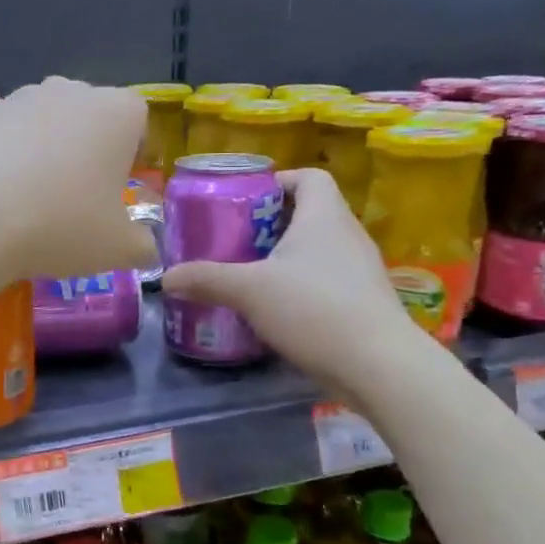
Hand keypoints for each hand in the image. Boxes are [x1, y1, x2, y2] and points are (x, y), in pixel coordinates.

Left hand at [0, 78, 156, 280]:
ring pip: (41, 110)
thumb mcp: (119, 249)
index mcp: (116, 113)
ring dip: (42, 136)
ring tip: (29, 185)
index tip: (121, 182)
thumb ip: (142, 244)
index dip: (133, 149)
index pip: (138, 117)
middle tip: (77, 190)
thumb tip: (146, 247)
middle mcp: (70, 90)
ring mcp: (19, 96)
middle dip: (86, 141)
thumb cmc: (62, 226)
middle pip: (88, 109)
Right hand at [160, 167, 418, 393]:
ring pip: (319, 249)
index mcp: (324, 217)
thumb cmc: (314, 309)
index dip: (280, 180)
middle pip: (311, 213)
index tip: (247, 199)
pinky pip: (328, 280)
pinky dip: (302, 285)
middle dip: (272, 223)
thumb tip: (165, 278)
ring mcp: (361, 271)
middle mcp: (348, 235)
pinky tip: (276, 309)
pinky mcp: (363, 302)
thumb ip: (206, 280)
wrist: (379, 366)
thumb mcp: (248, 291)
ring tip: (251, 274)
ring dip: (287, 256)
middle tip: (236, 239)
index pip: (310, 177)